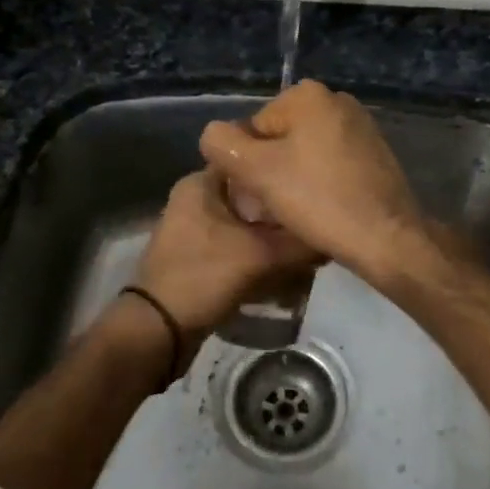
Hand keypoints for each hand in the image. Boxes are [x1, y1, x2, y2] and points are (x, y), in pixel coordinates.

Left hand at [133, 170, 319, 354]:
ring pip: (246, 223)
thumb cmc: (204, 276)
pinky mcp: (197, 256)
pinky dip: (258, 255)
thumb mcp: (260, 255)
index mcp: (200, 183)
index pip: (250, 159)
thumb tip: (332, 235)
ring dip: (273, 237)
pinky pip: (236, 246)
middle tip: (315, 222)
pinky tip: (285, 270)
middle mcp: (194, 198)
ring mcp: (193, 229)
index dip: (282, 169)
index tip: (313, 182)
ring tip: (306, 250)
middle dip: (282, 212)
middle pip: (252, 196)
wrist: (157, 329)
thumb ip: (300, 242)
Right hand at [198, 80, 428, 281]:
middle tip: (271, 210)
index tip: (255, 196)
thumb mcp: (255, 170)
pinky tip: (321, 212)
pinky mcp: (376, 155)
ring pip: (304, 155)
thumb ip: (222, 144)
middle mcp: (337, 101)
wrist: (386, 237)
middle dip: (269, 172)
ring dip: (292, 181)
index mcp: (308, 94)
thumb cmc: (318, 199)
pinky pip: (331, 166)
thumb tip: (215, 135)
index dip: (245, 165)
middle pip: (279, 139)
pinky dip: (319, 185)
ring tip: (294, 215)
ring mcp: (361, 127)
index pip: (253, 129)